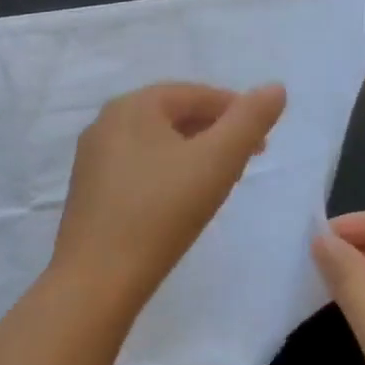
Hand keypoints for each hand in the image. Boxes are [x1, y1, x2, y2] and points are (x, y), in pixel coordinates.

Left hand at [54, 82, 286, 303]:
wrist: (98, 277)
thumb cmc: (161, 211)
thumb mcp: (217, 161)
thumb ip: (249, 120)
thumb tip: (275, 87)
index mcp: (132, 105)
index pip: (193, 94)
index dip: (234, 109)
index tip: (263, 138)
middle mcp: (105, 122)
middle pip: (171, 115)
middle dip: (214, 131)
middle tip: (248, 157)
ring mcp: (92, 157)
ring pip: (154, 142)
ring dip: (191, 152)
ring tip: (220, 177)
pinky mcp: (89, 190)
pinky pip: (136, 166)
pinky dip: (166, 171)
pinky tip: (180, 198)